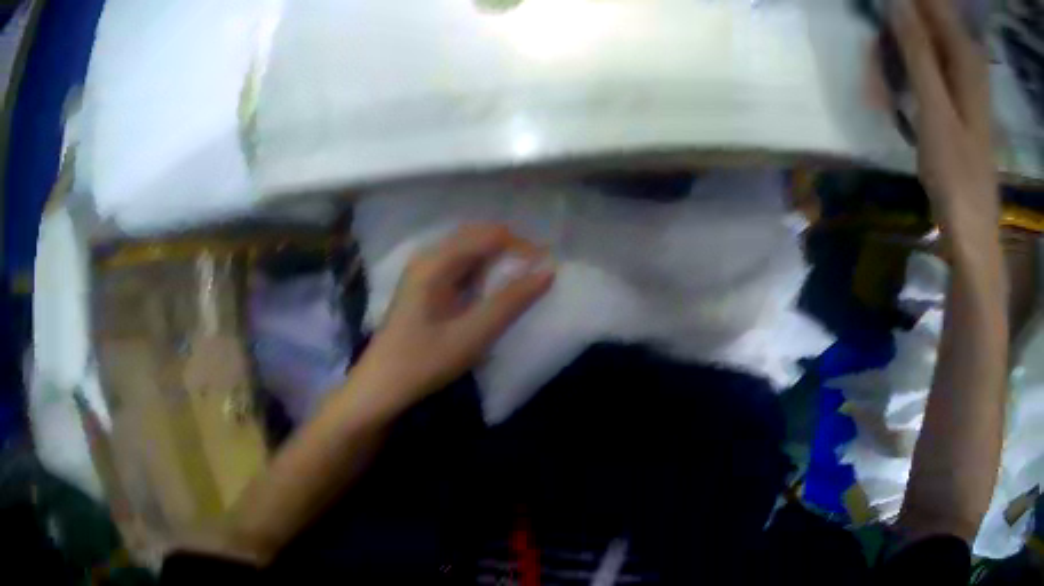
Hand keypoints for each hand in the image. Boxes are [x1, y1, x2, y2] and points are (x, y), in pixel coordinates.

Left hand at [358, 224, 554, 407]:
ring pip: (470, 251)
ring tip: (524, 280)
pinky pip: (461, 267)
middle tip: (539, 272)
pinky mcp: (425, 287)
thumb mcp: (472, 335)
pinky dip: (484, 273)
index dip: (522, 246)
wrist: (381, 387)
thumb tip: (547, 271)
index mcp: (436, 262)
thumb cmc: (423, 362)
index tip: (548, 268)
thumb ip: (510, 302)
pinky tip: (495, 291)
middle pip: (478, 236)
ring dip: (498, 260)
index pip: (489, 235)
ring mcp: (424, 271)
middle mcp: (429, 257)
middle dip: (512, 249)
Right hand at [891, 0, 997, 229]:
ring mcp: (957, 77)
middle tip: (871, 67)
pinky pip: (919, 64)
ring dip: (889, 58)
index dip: (901, 6)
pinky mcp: (951, 95)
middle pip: (918, 19)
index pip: (929, 3)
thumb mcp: (935, 110)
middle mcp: (962, 59)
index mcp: (965, 57)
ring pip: (914, 41)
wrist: (971, 234)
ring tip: (876, 94)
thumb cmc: (958, 178)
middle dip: (888, 33)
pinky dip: (899, 74)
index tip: (876, 17)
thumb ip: (916, 48)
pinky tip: (886, 99)